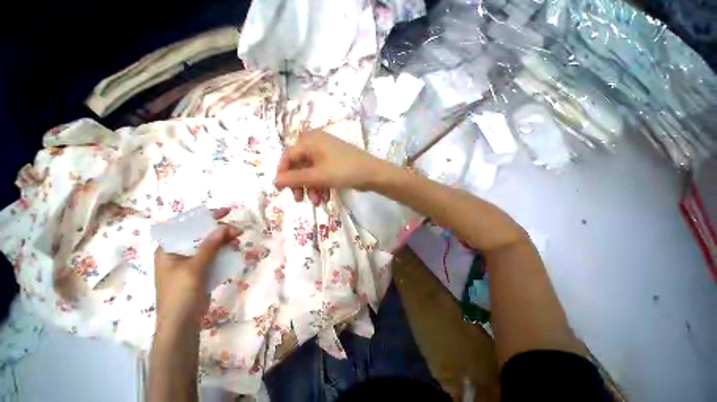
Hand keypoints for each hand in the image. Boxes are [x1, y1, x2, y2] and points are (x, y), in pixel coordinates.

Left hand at [154, 208, 239, 330]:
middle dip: (220, 230)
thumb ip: (209, 246)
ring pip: (210, 244)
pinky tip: (233, 251)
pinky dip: (224, 251)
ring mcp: (190, 262)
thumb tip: (224, 227)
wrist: (181, 324)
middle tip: (237, 232)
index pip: (186, 225)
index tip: (226, 212)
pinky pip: (214, 255)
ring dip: (224, 241)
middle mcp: (178, 253)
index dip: (206, 216)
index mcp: (169, 249)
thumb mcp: (195, 268)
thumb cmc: (180, 294)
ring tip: (237, 241)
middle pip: (201, 234)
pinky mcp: (200, 270)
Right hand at [274, 130, 395, 202]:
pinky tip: (325, 197)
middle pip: (300, 165)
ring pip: (312, 171)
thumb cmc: (344, 171)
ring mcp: (327, 153)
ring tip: (317, 202)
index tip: (282, 189)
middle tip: (299, 199)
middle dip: (299, 183)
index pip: (288, 156)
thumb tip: (274, 181)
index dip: (283, 173)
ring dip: (311, 187)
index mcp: (311, 141)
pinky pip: (322, 173)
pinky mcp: (335, 162)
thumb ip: (295, 178)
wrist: (373, 174)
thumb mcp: (318, 176)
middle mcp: (317, 143)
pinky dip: (321, 185)